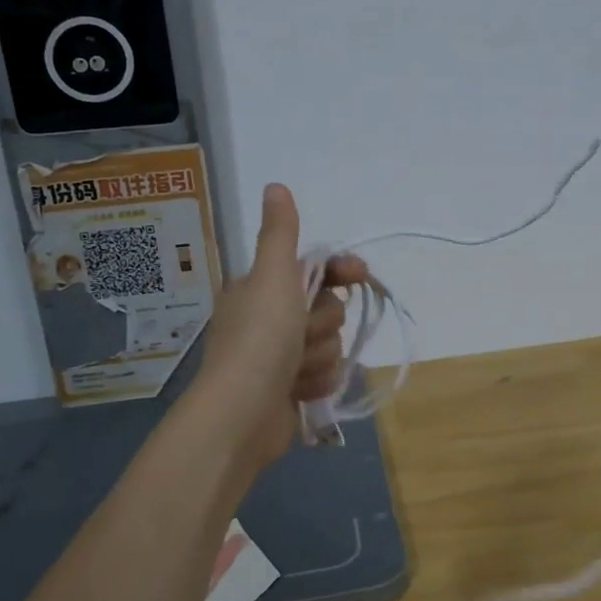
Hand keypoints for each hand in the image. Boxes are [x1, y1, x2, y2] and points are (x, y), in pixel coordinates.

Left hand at [196, 183, 366, 469]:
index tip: (359, 275)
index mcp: (261, 288)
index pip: (315, 269)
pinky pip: (325, 375)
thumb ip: (280, 233)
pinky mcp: (290, 389)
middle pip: (327, 308)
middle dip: (322, 324)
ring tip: (295, 370)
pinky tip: (298, 391)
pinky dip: (316, 382)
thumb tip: (275, 185)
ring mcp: (279, 357)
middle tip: (300, 335)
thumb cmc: (259, 339)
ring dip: (319, 357)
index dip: (340, 272)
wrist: (242, 415)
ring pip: (330, 344)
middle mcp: (269, 318)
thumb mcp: (272, 277)